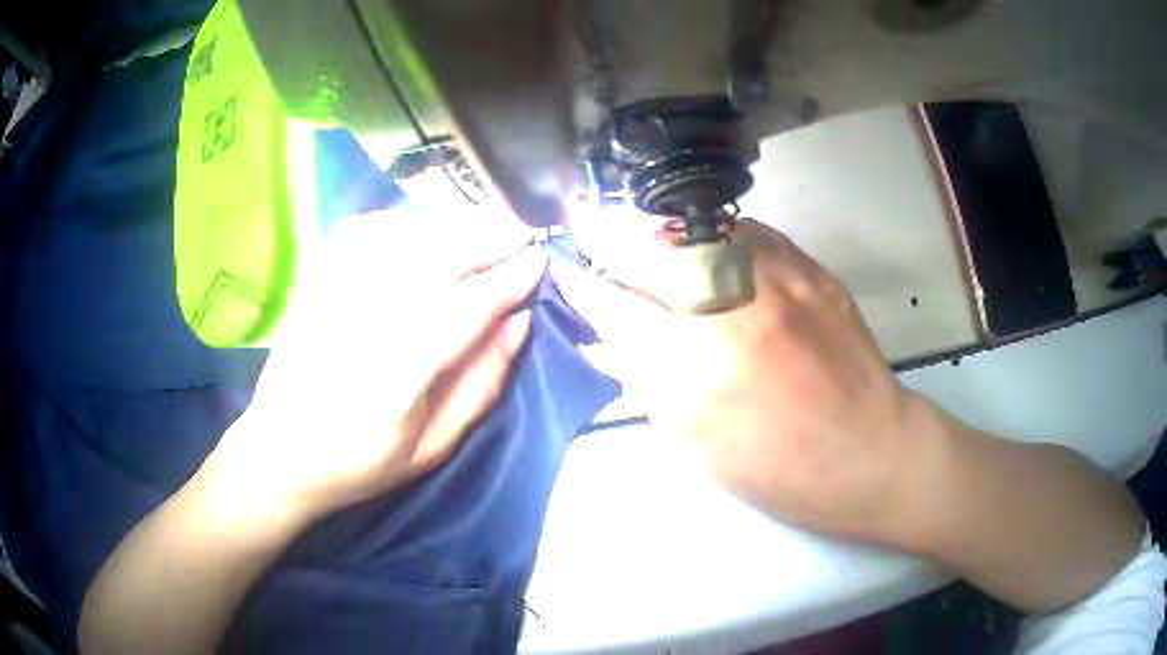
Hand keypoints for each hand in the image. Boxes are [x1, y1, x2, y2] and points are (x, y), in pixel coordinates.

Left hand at [205, 209, 546, 524]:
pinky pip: (367, 228)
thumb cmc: (360, 462)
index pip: (468, 306)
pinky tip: (424, 229)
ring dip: (455, 223)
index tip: (540, 261)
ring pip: (406, 233)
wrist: (280, 451)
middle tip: (521, 235)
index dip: (510, 278)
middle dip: (490, 236)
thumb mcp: (432, 448)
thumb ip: (480, 384)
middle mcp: (365, 321)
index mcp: (399, 375)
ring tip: (485, 228)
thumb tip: (520, 323)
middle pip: (439, 254)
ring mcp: (334, 293)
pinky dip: (404, 220)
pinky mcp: (316, 280)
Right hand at [557, 218, 937, 540]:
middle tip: (594, 234)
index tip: (565, 266)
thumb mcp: (699, 444)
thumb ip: (647, 385)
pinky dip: (719, 236)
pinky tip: (712, 249)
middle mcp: (734, 311)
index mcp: (697, 370)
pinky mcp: (812, 272)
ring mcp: (778, 282)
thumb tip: (603, 345)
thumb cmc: (779, 469)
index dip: (584, 284)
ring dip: (663, 233)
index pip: (618, 309)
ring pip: (700, 230)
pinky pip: (751, 233)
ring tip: (650, 241)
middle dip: (613, 241)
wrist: (869, 452)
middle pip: (653, 254)